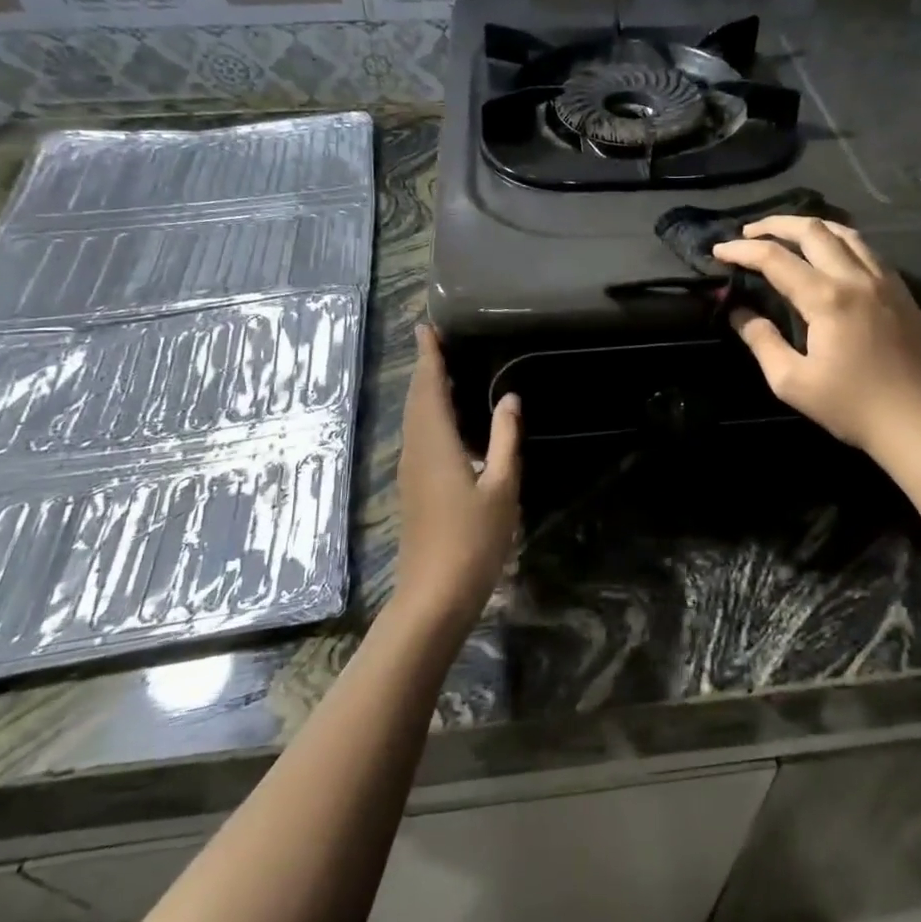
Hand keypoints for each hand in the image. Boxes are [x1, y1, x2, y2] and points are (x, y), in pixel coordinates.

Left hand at [394, 326, 521, 632]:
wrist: (434, 595)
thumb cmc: (473, 539)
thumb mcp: (501, 486)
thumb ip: (505, 438)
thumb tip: (509, 398)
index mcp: (435, 443)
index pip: (429, 387)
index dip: (428, 356)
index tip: (426, 327)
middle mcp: (416, 449)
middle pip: (417, 399)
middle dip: (426, 368)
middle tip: (438, 341)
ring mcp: (411, 470)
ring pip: (415, 418)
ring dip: (426, 391)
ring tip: (444, 370)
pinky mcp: (413, 487)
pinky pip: (418, 435)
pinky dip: (429, 414)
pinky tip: (448, 420)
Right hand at [713, 217, 920, 456]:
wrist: (918, 421)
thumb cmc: (851, 406)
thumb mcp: (792, 382)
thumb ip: (762, 342)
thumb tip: (739, 313)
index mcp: (826, 298)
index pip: (775, 259)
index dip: (743, 250)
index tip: (719, 250)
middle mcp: (856, 277)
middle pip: (813, 230)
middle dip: (775, 225)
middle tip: (749, 232)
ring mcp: (884, 281)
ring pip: (845, 232)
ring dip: (811, 227)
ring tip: (787, 234)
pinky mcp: (901, 292)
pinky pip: (867, 250)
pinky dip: (840, 241)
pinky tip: (830, 255)